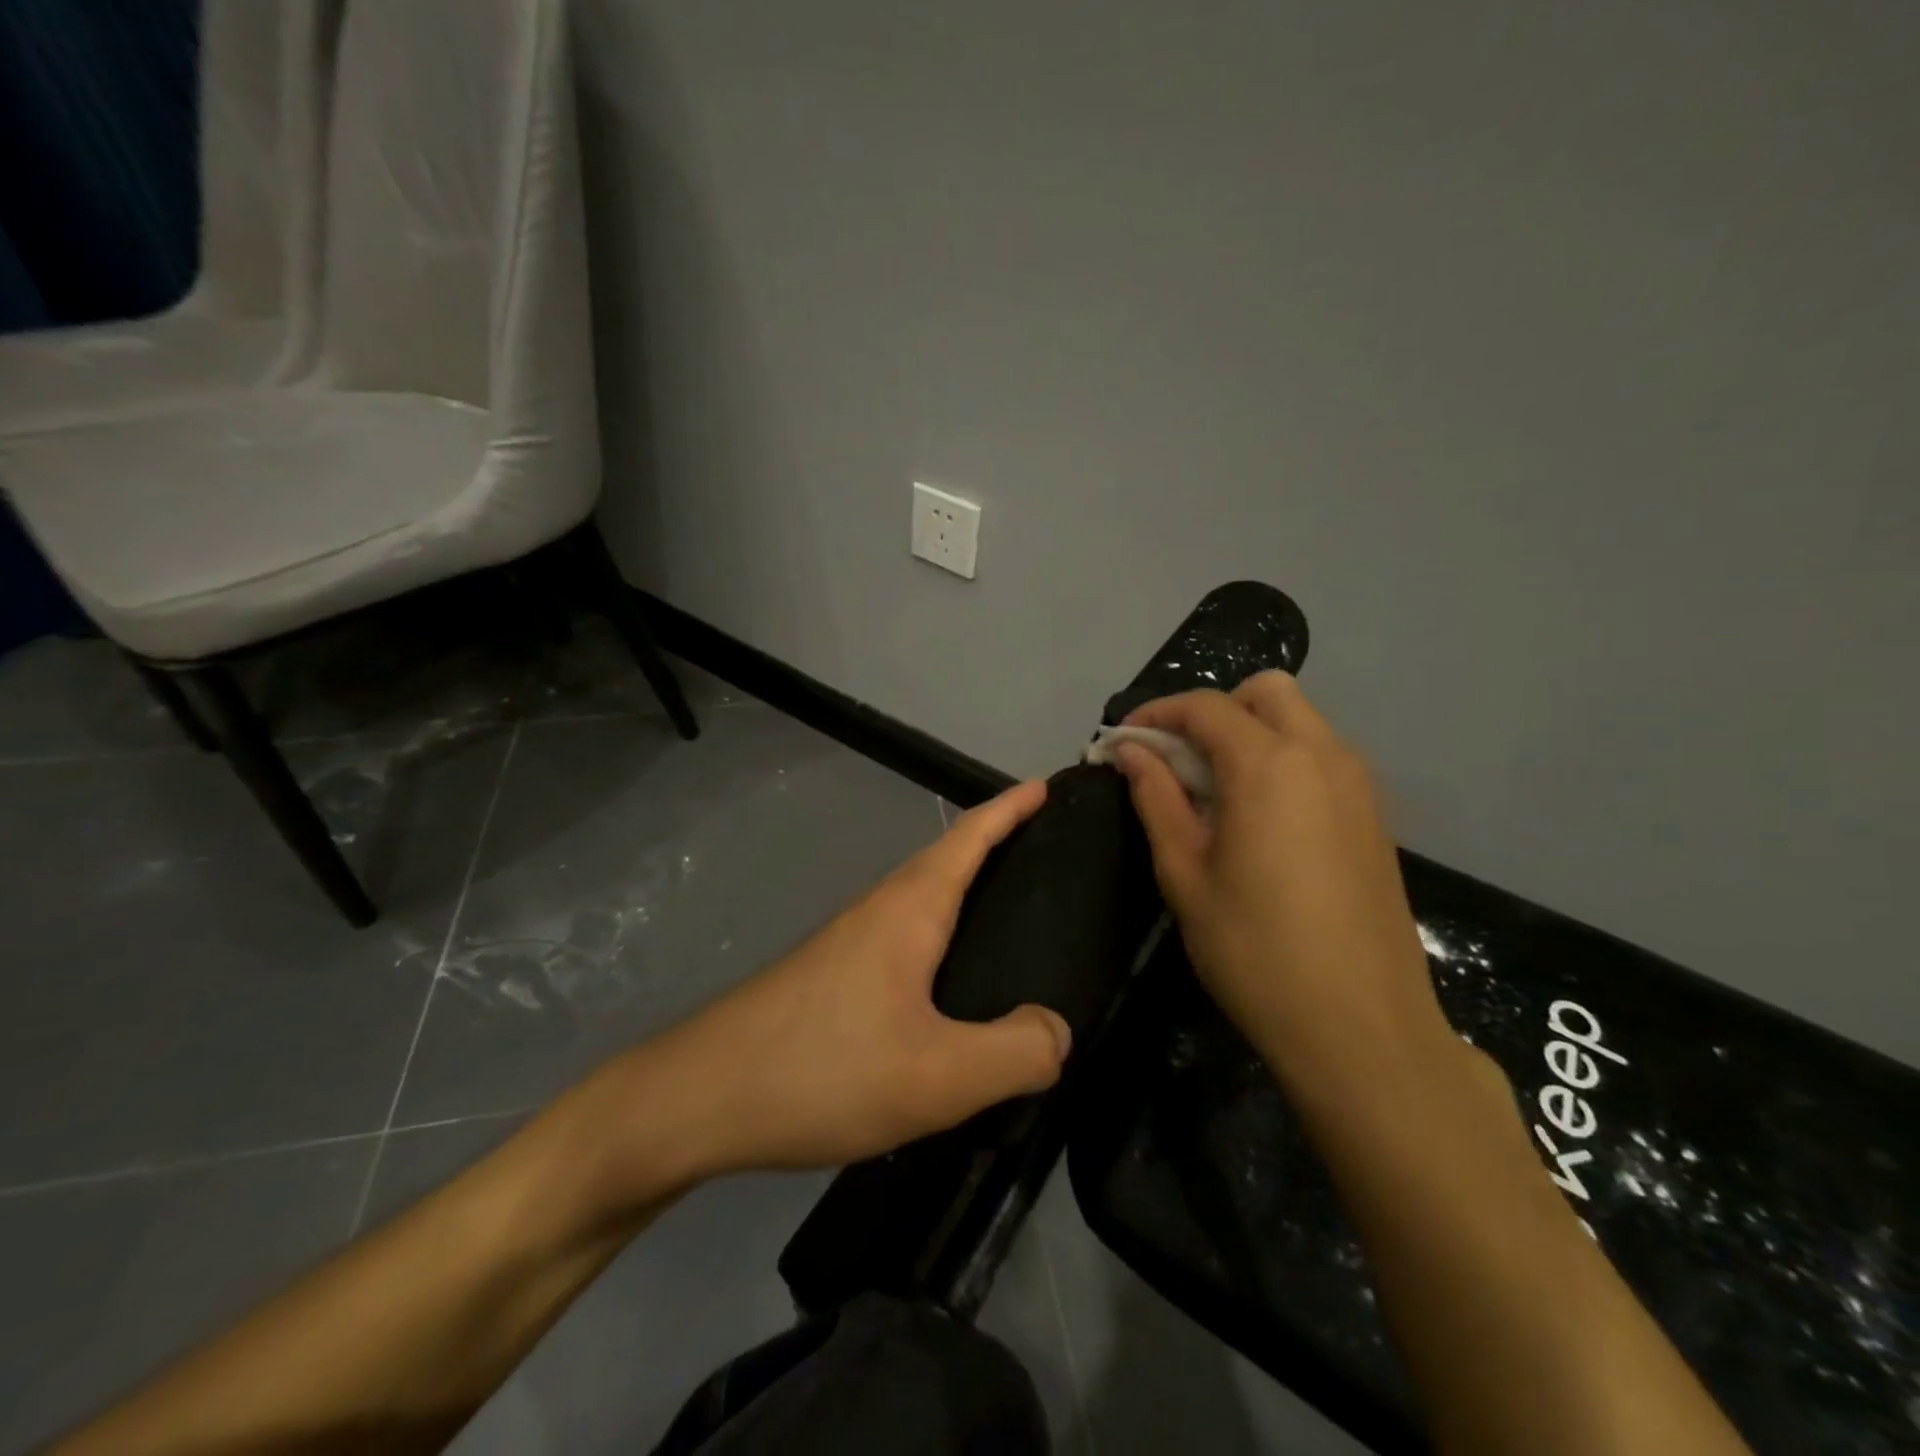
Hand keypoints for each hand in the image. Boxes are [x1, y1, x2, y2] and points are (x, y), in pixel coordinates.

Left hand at [618, 780, 1069, 1185]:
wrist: (697, 1099)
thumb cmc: (823, 1070)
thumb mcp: (937, 1076)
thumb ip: (1014, 1053)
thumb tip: (1057, 1031)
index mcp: (910, 909)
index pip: (971, 836)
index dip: (1012, 808)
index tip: (1048, 785)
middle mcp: (878, 910)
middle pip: (948, 859)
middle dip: (998, 842)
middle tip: (1051, 854)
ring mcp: (848, 942)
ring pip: (923, 900)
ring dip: (966, 888)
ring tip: (1013, 914)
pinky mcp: (831, 977)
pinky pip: (905, 937)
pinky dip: (941, 934)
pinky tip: (951, 984)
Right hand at [1112, 672, 1460, 1099]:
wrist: (1362, 1027)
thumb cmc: (1255, 951)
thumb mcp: (1186, 873)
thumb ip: (1157, 798)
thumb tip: (1131, 751)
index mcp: (1269, 765)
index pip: (1205, 706)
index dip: (1156, 714)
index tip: (1124, 742)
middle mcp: (1322, 755)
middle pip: (1265, 692)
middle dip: (1213, 711)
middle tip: (1178, 759)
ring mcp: (1358, 784)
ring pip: (1300, 720)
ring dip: (1250, 732)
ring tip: (1214, 790)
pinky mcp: (1375, 815)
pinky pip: (1322, 756)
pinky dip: (1283, 758)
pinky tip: (1260, 817)